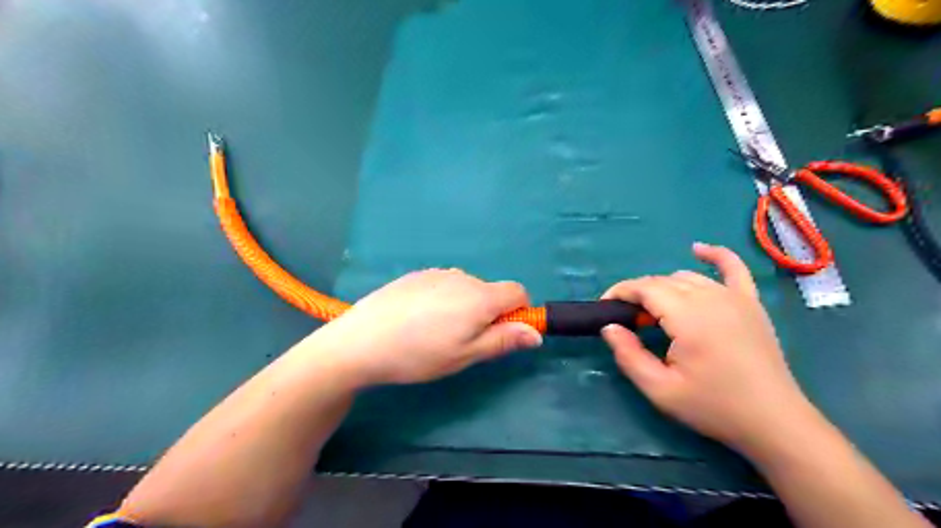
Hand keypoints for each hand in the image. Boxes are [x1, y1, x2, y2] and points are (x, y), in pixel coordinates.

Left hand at [305, 270, 540, 384]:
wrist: (362, 340)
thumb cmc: (420, 354)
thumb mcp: (466, 355)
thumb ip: (503, 340)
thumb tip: (536, 333)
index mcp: (480, 297)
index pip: (518, 291)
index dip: (518, 312)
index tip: (501, 333)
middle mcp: (462, 277)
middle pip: (490, 291)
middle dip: (487, 313)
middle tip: (461, 341)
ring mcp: (437, 273)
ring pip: (466, 288)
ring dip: (464, 306)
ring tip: (435, 332)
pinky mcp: (416, 275)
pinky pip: (443, 285)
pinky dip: (443, 300)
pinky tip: (417, 319)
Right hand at [603, 242, 808, 452]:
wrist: (773, 422)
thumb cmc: (713, 406)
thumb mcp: (660, 389)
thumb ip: (629, 355)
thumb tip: (609, 327)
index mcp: (688, 316)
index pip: (644, 288)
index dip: (620, 292)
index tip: (604, 307)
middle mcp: (710, 297)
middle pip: (662, 282)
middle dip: (638, 294)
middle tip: (628, 321)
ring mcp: (735, 297)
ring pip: (687, 277)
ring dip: (663, 287)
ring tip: (655, 312)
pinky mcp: (751, 303)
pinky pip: (733, 268)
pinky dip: (715, 255)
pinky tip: (699, 250)